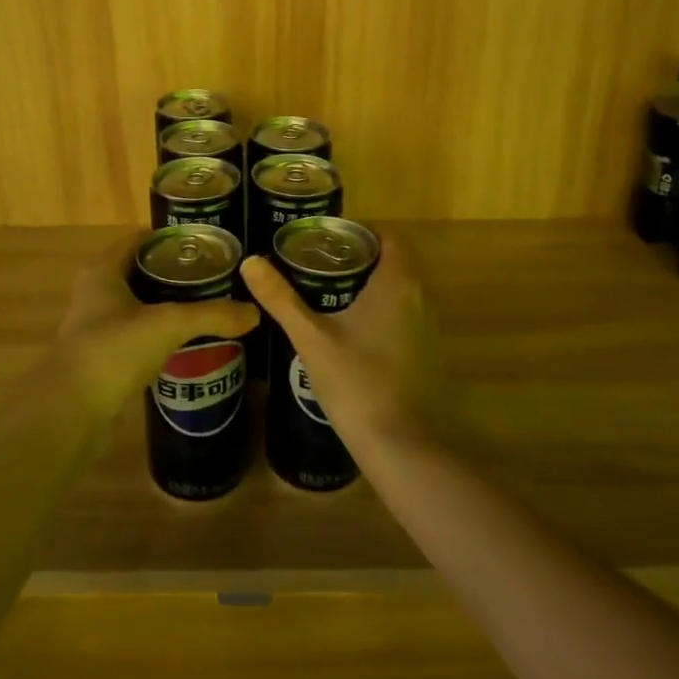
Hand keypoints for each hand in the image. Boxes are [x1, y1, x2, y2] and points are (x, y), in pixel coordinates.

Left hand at [52, 234, 258, 415]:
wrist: (71, 412)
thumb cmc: (114, 350)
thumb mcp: (168, 324)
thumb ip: (212, 315)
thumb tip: (254, 313)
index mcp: (104, 270)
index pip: (141, 240)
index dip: (173, 238)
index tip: (208, 245)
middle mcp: (96, 292)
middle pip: (142, 271)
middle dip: (177, 274)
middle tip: (216, 278)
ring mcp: (98, 326)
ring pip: (140, 305)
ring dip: (169, 305)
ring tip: (209, 308)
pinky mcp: (104, 357)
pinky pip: (139, 335)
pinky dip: (161, 334)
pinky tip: (188, 343)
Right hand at [240, 230, 433, 443]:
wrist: (403, 447)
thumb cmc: (357, 382)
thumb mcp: (311, 337)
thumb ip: (280, 298)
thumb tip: (250, 262)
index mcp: (397, 284)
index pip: (389, 237)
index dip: (361, 230)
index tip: (328, 236)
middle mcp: (420, 298)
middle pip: (394, 262)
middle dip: (359, 257)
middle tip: (318, 261)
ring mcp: (428, 329)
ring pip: (399, 291)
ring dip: (370, 286)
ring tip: (326, 292)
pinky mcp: (427, 356)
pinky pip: (404, 317)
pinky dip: (379, 312)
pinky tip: (348, 331)